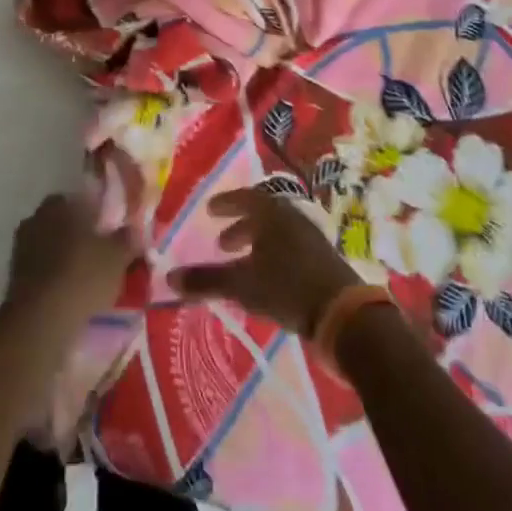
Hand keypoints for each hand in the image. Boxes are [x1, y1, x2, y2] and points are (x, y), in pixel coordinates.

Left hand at [7, 191, 141, 328]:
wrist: (40, 320)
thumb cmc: (82, 276)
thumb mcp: (117, 256)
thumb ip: (126, 238)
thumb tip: (132, 229)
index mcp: (58, 206)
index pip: (78, 199)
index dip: (95, 213)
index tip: (108, 229)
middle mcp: (35, 219)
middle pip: (61, 222)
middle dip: (77, 234)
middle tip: (99, 253)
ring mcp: (21, 249)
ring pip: (49, 245)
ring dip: (64, 256)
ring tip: (86, 276)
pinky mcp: (14, 277)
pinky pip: (41, 269)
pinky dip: (54, 276)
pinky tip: (69, 291)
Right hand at [167, 188, 362, 335]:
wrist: (343, 313)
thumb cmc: (286, 287)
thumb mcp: (241, 284)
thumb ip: (206, 280)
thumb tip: (169, 276)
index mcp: (271, 213)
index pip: (245, 198)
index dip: (226, 204)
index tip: (210, 211)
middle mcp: (292, 217)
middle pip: (262, 215)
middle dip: (240, 227)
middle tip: (222, 243)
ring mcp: (311, 237)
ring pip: (277, 233)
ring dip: (257, 243)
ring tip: (242, 262)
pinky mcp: (323, 259)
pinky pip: (290, 247)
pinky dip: (273, 255)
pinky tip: (267, 278)